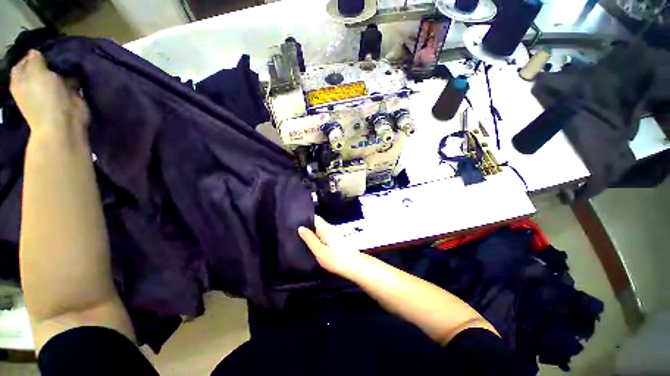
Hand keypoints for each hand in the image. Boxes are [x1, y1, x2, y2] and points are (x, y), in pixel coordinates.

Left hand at [10, 50, 88, 133]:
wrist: (64, 123)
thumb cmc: (45, 98)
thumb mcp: (36, 73)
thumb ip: (35, 60)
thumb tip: (36, 52)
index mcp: (21, 80)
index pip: (25, 61)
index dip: (34, 54)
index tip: (45, 49)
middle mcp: (35, 84)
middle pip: (41, 66)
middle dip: (50, 60)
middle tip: (59, 53)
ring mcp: (52, 91)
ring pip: (57, 72)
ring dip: (63, 67)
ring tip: (69, 60)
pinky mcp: (68, 95)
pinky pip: (72, 80)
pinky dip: (75, 76)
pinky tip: (78, 70)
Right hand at [298, 216, 361, 275]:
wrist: (354, 267)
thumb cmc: (336, 259)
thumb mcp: (319, 250)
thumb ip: (309, 239)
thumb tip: (300, 227)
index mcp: (326, 228)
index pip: (314, 217)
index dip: (304, 218)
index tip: (293, 222)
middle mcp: (330, 228)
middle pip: (316, 224)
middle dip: (306, 227)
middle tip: (293, 232)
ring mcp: (334, 234)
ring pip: (319, 230)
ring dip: (311, 233)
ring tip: (299, 238)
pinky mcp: (336, 241)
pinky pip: (323, 236)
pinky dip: (317, 238)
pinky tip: (311, 245)